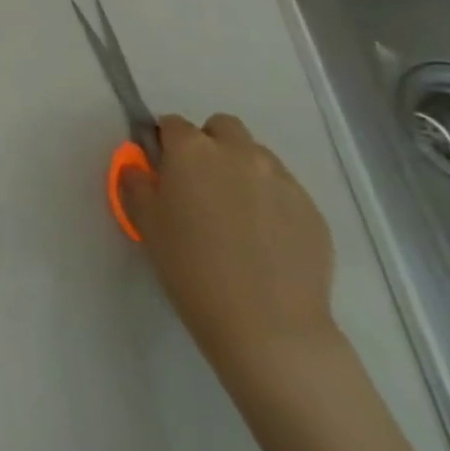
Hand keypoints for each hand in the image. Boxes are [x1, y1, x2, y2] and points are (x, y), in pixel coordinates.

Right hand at [120, 114, 338, 390]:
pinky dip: (270, 200)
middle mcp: (238, 153)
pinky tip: (264, 239)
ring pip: (256, 156)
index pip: (172, 124)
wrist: (267, 326)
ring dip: (241, 169)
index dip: (164, 143)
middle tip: (199, 184)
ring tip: (235, 213)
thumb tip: (141, 167)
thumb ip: (137, 183)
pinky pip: (284, 190)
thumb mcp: (146, 223)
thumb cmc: (191, 268)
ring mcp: (281, 179)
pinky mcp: (312, 210)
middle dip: (209, 144)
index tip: (161, 170)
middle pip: (222, 128)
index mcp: (192, 150)